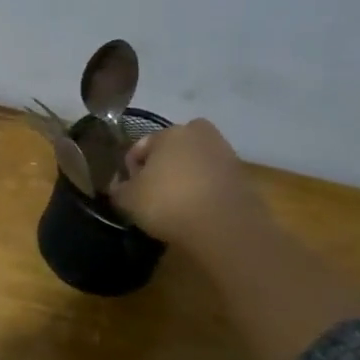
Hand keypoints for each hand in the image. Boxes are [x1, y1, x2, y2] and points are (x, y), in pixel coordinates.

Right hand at [110, 118, 270, 248]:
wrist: (224, 227)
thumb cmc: (168, 203)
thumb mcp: (128, 199)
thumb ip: (118, 189)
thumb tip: (118, 185)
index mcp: (170, 132)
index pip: (140, 147)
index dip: (130, 169)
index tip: (128, 191)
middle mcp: (200, 134)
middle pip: (171, 150)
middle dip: (161, 166)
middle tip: (152, 192)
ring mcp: (225, 153)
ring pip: (194, 163)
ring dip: (184, 177)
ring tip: (174, 203)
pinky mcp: (242, 176)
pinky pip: (212, 179)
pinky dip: (203, 190)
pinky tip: (195, 210)